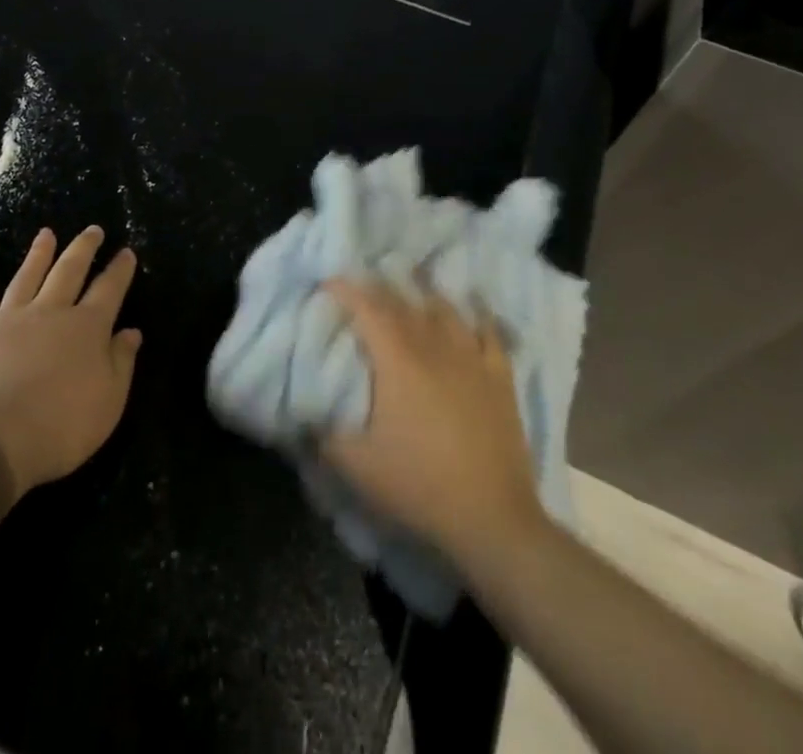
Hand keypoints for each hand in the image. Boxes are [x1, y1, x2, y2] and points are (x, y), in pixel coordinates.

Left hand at [0, 226, 141, 499]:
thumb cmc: (60, 427)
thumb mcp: (109, 402)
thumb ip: (121, 362)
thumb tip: (131, 331)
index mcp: (87, 328)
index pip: (109, 289)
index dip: (120, 269)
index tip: (127, 251)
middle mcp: (51, 312)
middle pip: (70, 270)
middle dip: (84, 248)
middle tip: (93, 229)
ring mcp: (12, 319)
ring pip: (28, 276)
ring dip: (39, 253)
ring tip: (46, 233)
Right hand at [322, 280, 545, 566]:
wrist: (492, 519)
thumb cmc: (420, 486)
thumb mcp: (357, 467)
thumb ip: (324, 436)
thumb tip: (302, 416)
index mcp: (397, 360)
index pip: (367, 308)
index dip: (345, 290)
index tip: (327, 283)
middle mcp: (433, 346)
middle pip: (402, 303)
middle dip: (377, 288)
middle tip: (360, 283)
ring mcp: (471, 359)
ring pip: (444, 310)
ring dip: (422, 293)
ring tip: (410, 284)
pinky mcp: (499, 377)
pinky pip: (489, 332)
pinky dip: (478, 314)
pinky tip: (471, 306)